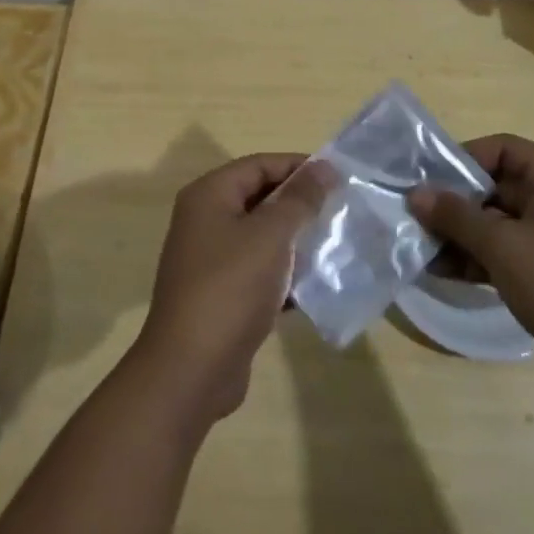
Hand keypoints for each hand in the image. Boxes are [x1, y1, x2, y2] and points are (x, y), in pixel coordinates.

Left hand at [131, 153, 329, 424]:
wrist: (191, 369)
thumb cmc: (230, 288)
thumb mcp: (270, 236)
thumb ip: (299, 199)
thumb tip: (323, 167)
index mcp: (209, 195)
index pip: (259, 164)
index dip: (298, 167)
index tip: (338, 178)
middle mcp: (205, 220)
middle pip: (259, 198)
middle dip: (300, 204)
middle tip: (342, 211)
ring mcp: (211, 259)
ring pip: (261, 237)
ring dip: (296, 241)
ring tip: (336, 246)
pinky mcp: (221, 294)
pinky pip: (258, 271)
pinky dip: (284, 274)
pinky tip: (316, 285)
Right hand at [408, 134, 533, 405]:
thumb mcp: (504, 246)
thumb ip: (457, 217)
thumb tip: (415, 194)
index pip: (502, 149)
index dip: (462, 158)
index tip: (427, 178)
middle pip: (493, 187)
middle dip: (452, 203)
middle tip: (412, 215)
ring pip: (493, 223)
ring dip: (458, 234)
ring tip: (418, 246)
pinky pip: (501, 253)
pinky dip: (473, 259)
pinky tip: (439, 271)